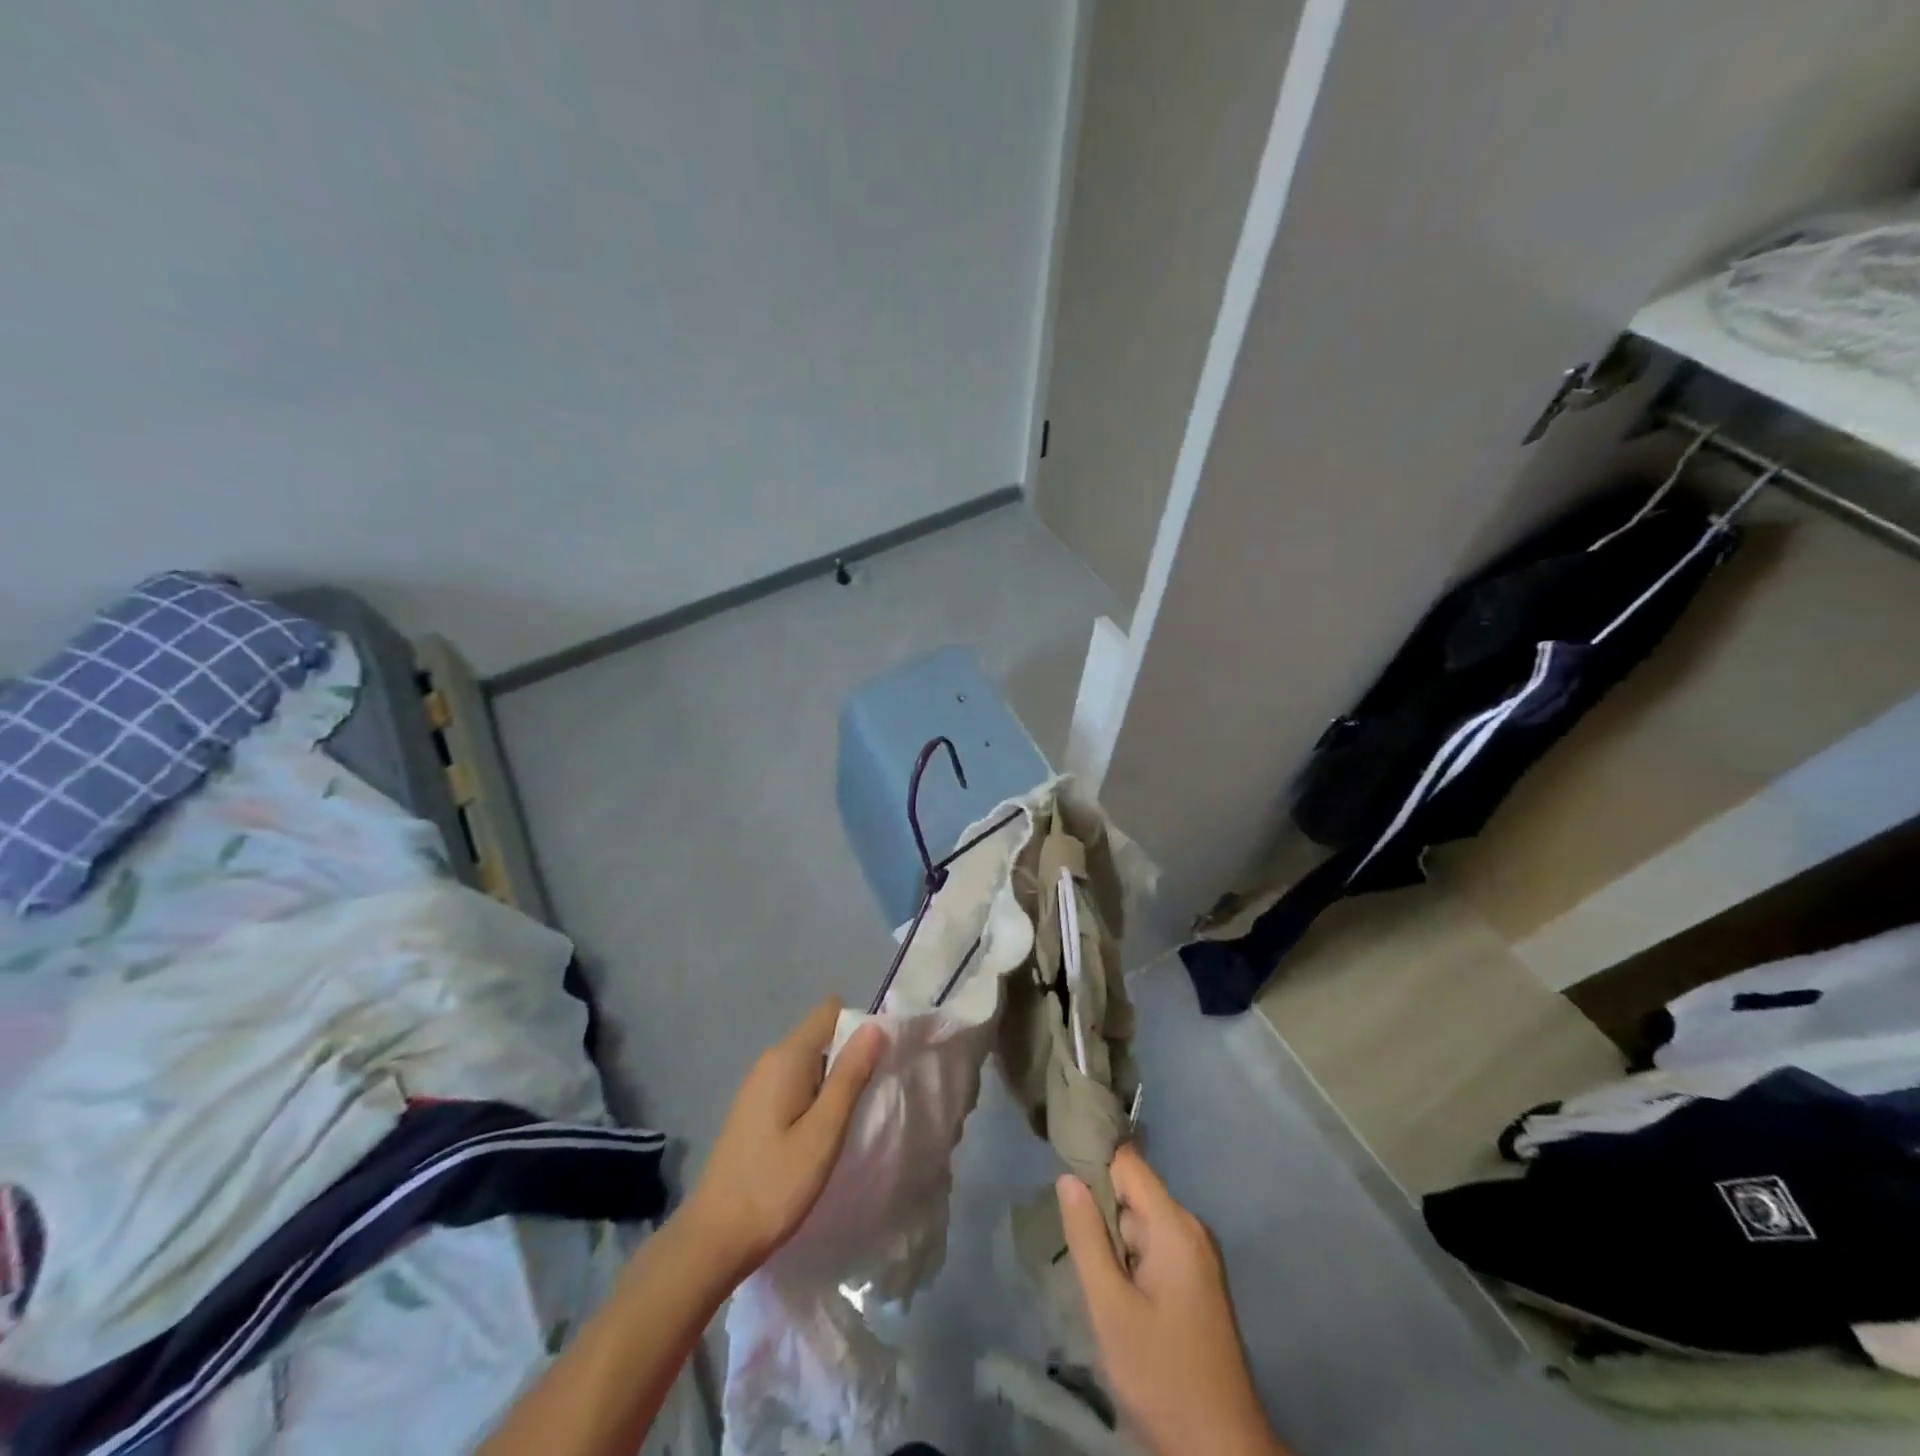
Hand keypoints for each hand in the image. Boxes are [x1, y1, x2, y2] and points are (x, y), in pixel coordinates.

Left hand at [686, 999, 883, 1278]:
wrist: (713, 1239)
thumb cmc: (775, 1184)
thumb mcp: (824, 1132)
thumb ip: (850, 1075)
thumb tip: (874, 1026)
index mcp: (788, 1056)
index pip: (831, 1010)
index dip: (859, 1027)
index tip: (875, 1065)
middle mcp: (770, 1059)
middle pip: (821, 1034)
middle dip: (848, 1057)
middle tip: (865, 1101)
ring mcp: (758, 1084)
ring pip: (809, 1061)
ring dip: (831, 1082)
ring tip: (843, 1124)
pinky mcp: (753, 1108)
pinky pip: (794, 1083)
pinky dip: (812, 1098)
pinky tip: (816, 1137)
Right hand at [1058, 1147, 1287, 1455]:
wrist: (1222, 1452)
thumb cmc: (1162, 1376)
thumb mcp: (1111, 1308)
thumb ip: (1087, 1238)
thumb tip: (1067, 1177)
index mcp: (1175, 1226)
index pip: (1127, 1162)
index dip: (1091, 1161)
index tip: (1056, 1172)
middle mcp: (1191, 1229)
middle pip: (1133, 1193)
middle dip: (1100, 1211)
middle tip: (1069, 1242)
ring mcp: (1197, 1256)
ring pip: (1140, 1223)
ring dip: (1112, 1240)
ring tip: (1090, 1273)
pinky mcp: (1196, 1281)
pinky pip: (1154, 1247)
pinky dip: (1129, 1259)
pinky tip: (1115, 1292)